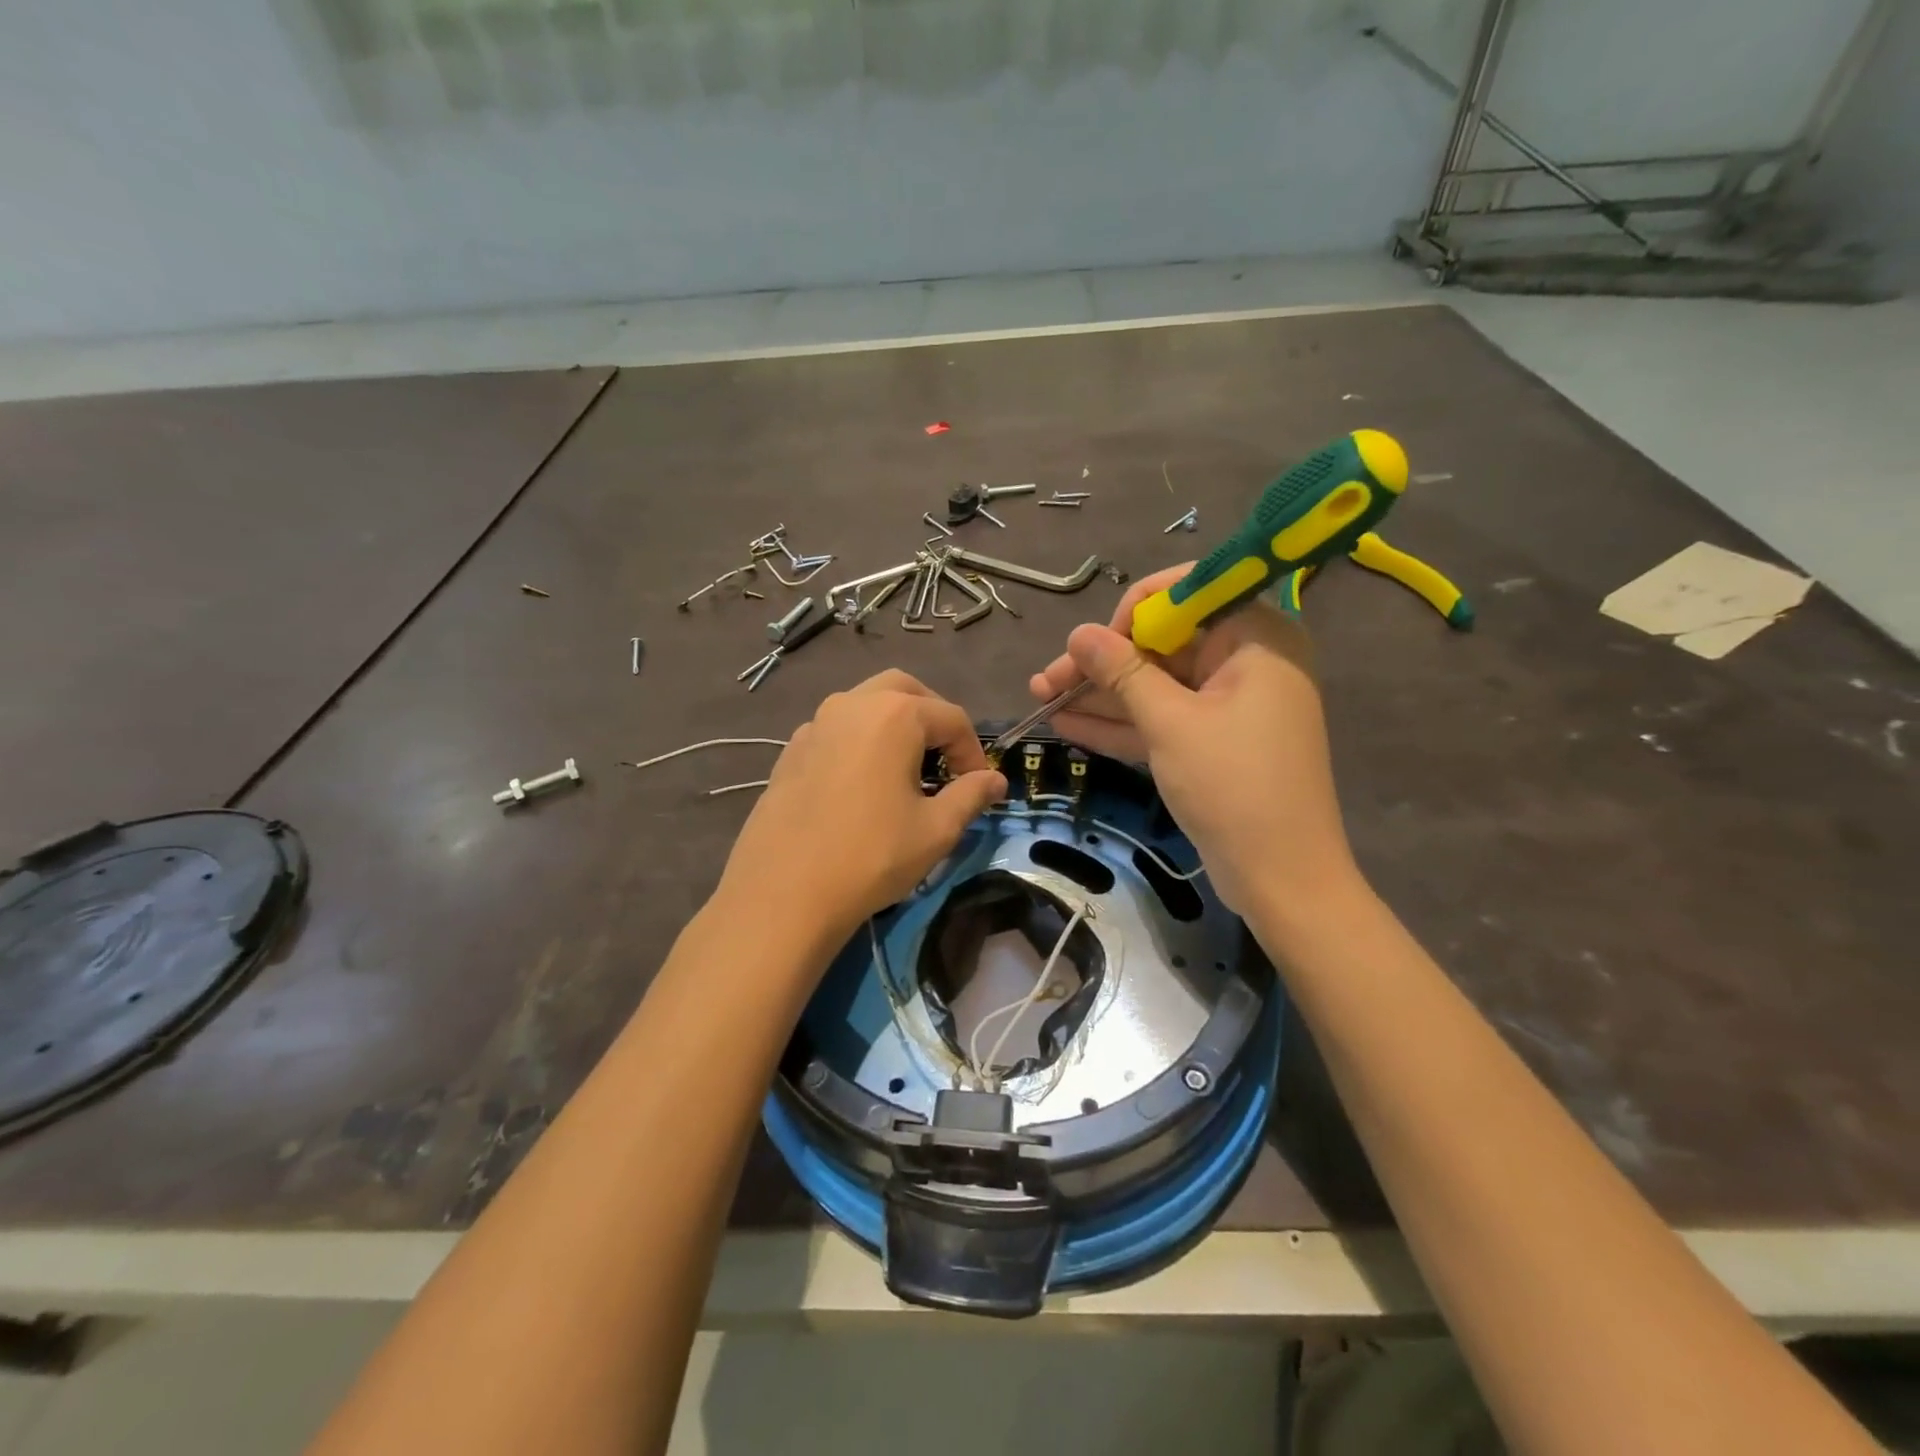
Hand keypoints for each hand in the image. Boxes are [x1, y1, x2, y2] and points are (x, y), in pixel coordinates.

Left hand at [717, 670, 1006, 946]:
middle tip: (945, 761)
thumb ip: (971, 795)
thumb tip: (996, 781)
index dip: (974, 752)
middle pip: (906, 692)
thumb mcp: (936, 829)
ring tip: (906, 772)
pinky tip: (861, 786)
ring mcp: (815, 724)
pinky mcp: (790, 750)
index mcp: (894, 714)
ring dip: (894, 726)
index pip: (952, 718)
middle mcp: (852, 704)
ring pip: (866, 705)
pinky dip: (860, 742)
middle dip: (933, 720)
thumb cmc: (871, 856)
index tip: (979, 788)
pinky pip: (837, 731)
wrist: (783, 892)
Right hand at [1029, 564, 1354, 914]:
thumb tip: (1079, 633)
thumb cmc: (1233, 787)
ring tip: (1040, 699)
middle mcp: (1245, 660)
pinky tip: (1066, 723)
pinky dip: (1121, 723)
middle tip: (1045, 681)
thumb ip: (1122, 672)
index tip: (1094, 646)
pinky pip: (1162, 719)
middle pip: (1162, 645)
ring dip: (1100, 695)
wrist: (1282, 880)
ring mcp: (1228, 705)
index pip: (1187, 593)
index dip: (1132, 613)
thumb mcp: (1170, 724)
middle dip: (1101, 663)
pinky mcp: (1212, 742)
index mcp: (1255, 637)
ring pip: (1156, 686)